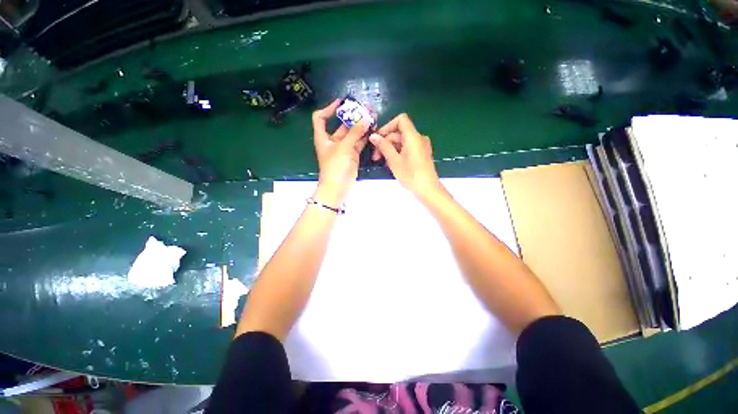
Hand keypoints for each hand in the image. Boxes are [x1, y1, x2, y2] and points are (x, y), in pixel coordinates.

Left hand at [312, 99, 368, 206]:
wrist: (338, 187)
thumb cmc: (335, 166)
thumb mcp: (343, 147)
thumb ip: (355, 133)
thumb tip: (365, 119)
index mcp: (323, 137)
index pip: (320, 118)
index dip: (328, 108)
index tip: (341, 103)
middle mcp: (333, 141)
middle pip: (341, 125)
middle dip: (352, 117)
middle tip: (365, 108)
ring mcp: (343, 148)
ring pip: (352, 134)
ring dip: (361, 126)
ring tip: (372, 116)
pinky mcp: (352, 155)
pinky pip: (358, 142)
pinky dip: (364, 137)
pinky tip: (372, 130)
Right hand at [369, 113, 440, 198]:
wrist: (428, 189)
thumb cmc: (411, 175)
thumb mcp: (394, 161)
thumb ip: (383, 146)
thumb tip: (373, 136)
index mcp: (413, 136)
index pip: (400, 120)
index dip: (387, 126)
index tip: (378, 138)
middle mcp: (418, 138)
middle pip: (399, 132)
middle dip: (385, 141)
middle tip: (375, 156)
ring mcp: (420, 146)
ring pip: (402, 141)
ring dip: (390, 148)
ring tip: (381, 161)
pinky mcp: (420, 154)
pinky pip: (406, 148)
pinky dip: (397, 152)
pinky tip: (391, 163)